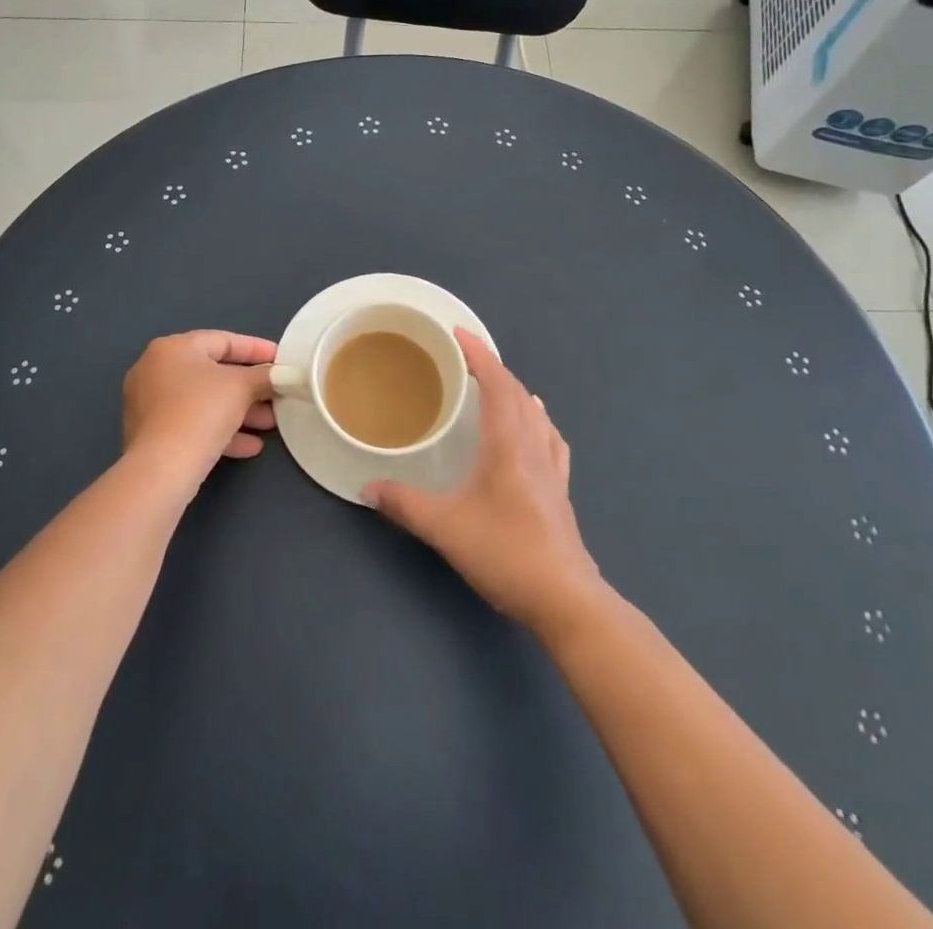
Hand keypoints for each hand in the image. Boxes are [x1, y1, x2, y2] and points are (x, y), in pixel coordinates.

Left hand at [122, 331, 276, 493]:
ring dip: (240, 411)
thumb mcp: (242, 387)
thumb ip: (265, 375)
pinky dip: (220, 430)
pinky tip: (250, 446)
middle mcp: (155, 370)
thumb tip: (284, 374)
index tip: (282, 360)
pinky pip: (192, 424)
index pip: (223, 340)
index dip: (256, 349)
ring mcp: (150, 404)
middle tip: (277, 395)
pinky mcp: (151, 435)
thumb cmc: (202, 411)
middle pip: (213, 373)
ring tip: (270, 424)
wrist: (163, 468)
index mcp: (173, 348)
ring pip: (204, 401)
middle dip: (251, 387)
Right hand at [363, 330, 603, 636]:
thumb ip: (404, 504)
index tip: (458, 334)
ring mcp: (552, 468)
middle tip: (464, 360)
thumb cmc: (505, 553)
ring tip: (494, 388)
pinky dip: (537, 421)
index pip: (497, 383)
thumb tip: (367, 488)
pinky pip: (550, 439)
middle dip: (493, 369)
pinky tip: (535, 430)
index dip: (478, 354)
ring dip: (514, 392)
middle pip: (517, 392)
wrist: (565, 599)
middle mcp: (534, 446)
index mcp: (508, 443)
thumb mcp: (445, 528)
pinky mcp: (560, 490)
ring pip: (536, 413)